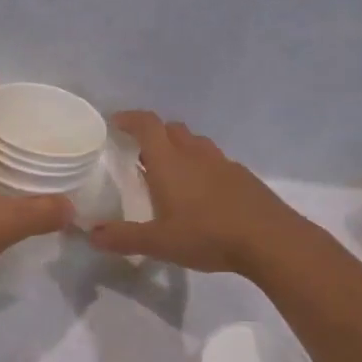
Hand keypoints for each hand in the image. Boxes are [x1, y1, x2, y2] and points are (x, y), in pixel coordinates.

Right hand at [85, 111, 307, 275]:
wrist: (270, 240)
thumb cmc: (207, 235)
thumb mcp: (158, 242)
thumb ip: (123, 238)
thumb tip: (91, 235)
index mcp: (170, 162)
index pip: (147, 125)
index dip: (129, 118)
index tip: (115, 123)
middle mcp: (195, 154)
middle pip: (172, 129)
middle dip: (154, 134)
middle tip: (139, 153)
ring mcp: (223, 163)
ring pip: (196, 143)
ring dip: (179, 148)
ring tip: (170, 172)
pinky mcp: (243, 177)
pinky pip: (215, 161)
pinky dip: (202, 166)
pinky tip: (202, 193)